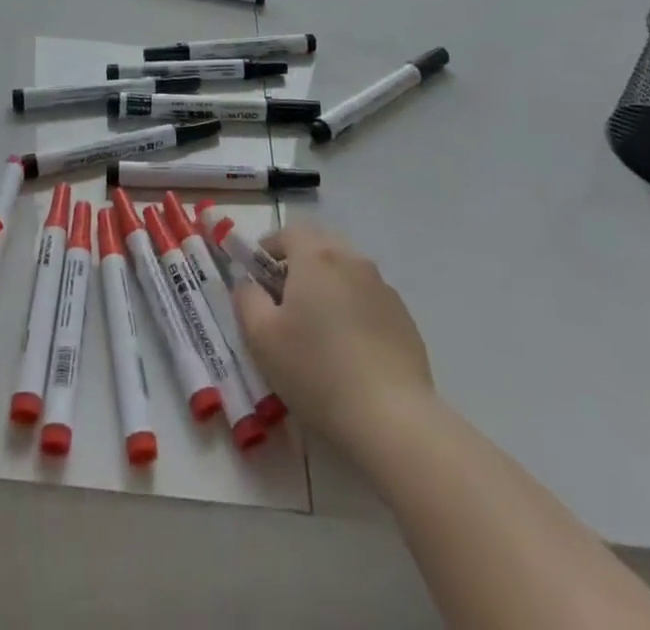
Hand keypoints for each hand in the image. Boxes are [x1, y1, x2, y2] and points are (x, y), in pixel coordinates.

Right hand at [233, 222, 433, 446]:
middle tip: (285, 301)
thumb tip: (248, 283)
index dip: (269, 249)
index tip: (258, 278)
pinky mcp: (403, 316)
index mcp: (316, 257)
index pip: (288, 232)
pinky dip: (354, 309)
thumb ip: (246, 298)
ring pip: (346, 271)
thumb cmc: (316, 370)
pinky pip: (368, 298)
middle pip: (320, 246)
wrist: (392, 417)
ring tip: (319, 328)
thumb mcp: (261, 337)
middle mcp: (352, 260)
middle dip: (299, 264)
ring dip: (328, 286)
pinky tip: (350, 349)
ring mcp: (382, 287)